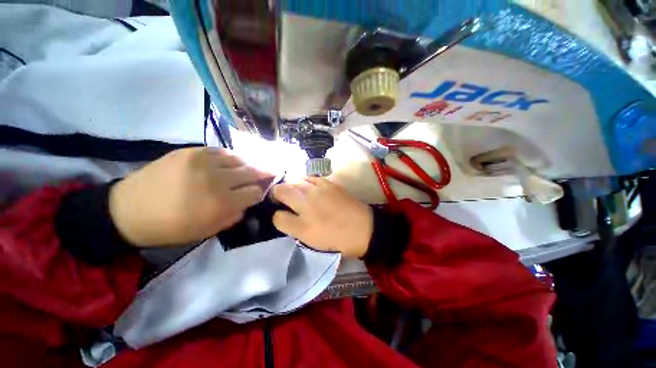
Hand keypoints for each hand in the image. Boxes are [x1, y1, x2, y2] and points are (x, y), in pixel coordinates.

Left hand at [109, 147, 271, 246]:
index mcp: (222, 203)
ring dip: (249, 164)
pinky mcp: (191, 151)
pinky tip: (234, 161)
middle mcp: (218, 180)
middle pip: (252, 172)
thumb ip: (234, 215)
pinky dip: (232, 157)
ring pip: (240, 159)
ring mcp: (204, 162)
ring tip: (253, 166)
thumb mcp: (208, 231)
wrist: (128, 211)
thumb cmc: (171, 228)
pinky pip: (221, 151)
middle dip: (264, 173)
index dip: (261, 192)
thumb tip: (248, 202)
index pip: (255, 192)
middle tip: (272, 171)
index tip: (262, 192)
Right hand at [271, 177, 372, 257]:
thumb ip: (293, 227)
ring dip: (289, 185)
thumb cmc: (337, 239)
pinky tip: (307, 186)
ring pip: (293, 180)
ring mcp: (317, 191)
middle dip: (277, 193)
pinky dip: (304, 180)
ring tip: (294, 191)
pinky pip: (309, 177)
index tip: (280, 214)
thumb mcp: (311, 241)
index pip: (277, 217)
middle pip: (281, 190)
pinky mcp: (328, 183)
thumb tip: (283, 215)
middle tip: (281, 198)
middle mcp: (306, 204)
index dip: (276, 216)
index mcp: (302, 225)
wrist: (363, 228)